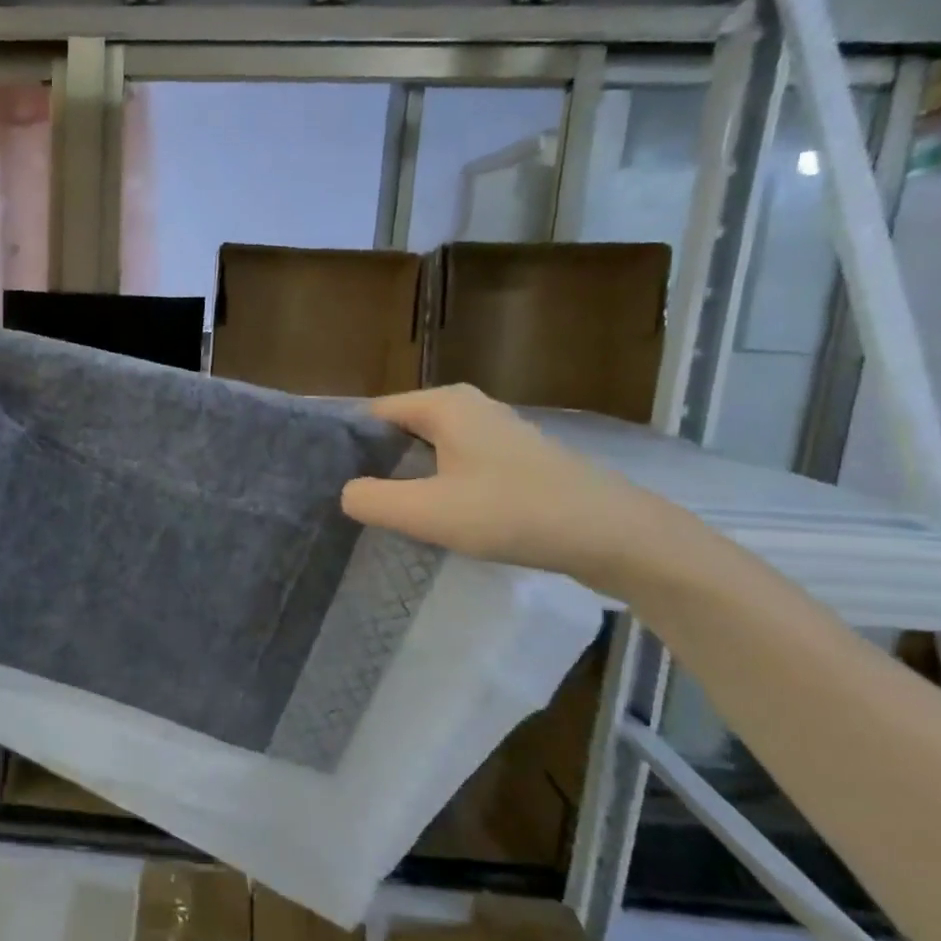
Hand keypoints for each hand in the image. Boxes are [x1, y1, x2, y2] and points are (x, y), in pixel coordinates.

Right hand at [340, 385, 682, 593]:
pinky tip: (436, 519)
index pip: (372, 414)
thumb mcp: (427, 512)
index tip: (326, 481)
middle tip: (352, 503)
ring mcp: (495, 432)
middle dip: (375, 464)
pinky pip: (456, 465)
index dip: (347, 446)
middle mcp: (468, 407)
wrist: (614, 536)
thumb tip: (348, 492)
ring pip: (429, 450)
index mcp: (444, 404)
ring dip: (408, 479)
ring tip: (385, 514)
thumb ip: (370, 499)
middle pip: (399, 431)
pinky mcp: (515, 461)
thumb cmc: (513, 513)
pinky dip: (439, 486)